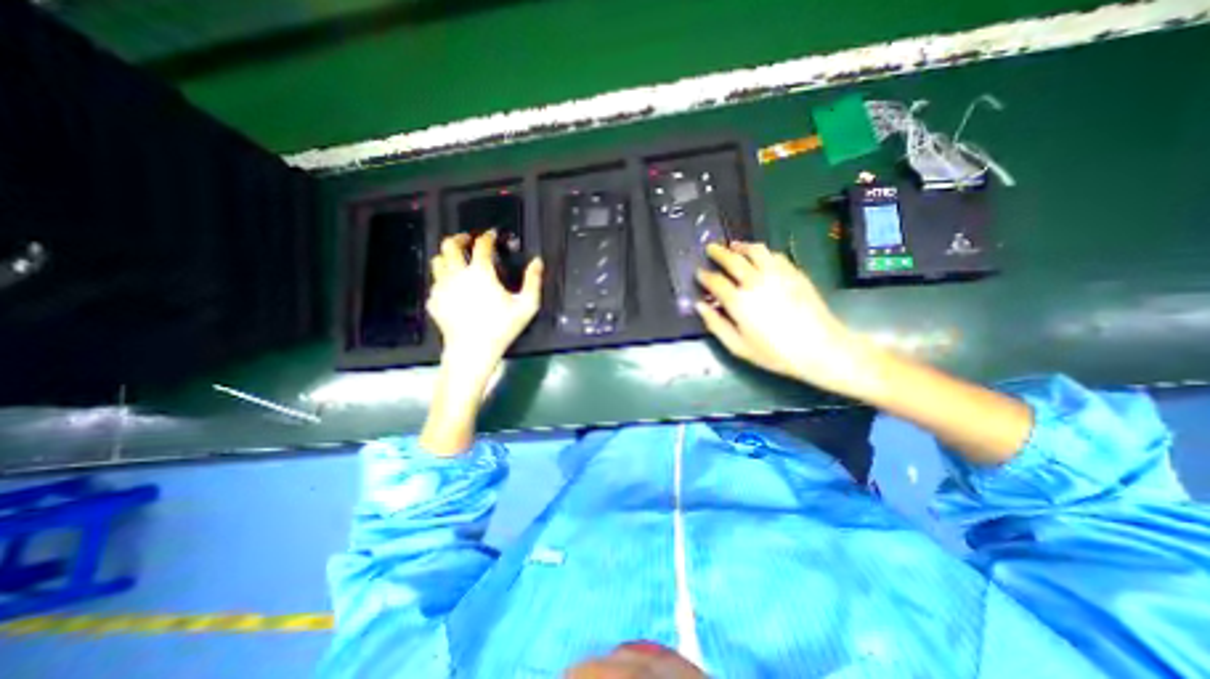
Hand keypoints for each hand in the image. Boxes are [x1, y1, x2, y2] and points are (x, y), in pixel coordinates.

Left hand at [423, 231, 543, 456]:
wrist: (472, 351)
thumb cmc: (501, 328)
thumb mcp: (526, 305)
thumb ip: (533, 280)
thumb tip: (537, 262)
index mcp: (480, 272)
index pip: (482, 245)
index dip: (488, 236)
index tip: (492, 235)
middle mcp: (457, 274)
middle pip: (449, 245)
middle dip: (459, 238)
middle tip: (468, 239)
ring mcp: (442, 287)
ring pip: (437, 261)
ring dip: (447, 256)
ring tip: (457, 260)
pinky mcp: (434, 301)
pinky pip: (435, 282)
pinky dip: (443, 279)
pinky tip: (452, 287)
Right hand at [694, 238, 885, 398]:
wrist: (820, 348)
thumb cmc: (774, 353)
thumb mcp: (738, 346)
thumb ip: (716, 324)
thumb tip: (699, 305)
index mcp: (739, 301)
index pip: (715, 281)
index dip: (704, 275)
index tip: (698, 272)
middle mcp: (755, 282)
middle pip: (733, 259)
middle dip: (718, 252)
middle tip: (710, 248)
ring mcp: (777, 274)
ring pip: (755, 251)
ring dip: (741, 246)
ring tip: (734, 245)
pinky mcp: (794, 273)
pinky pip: (775, 255)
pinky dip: (762, 252)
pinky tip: (760, 256)